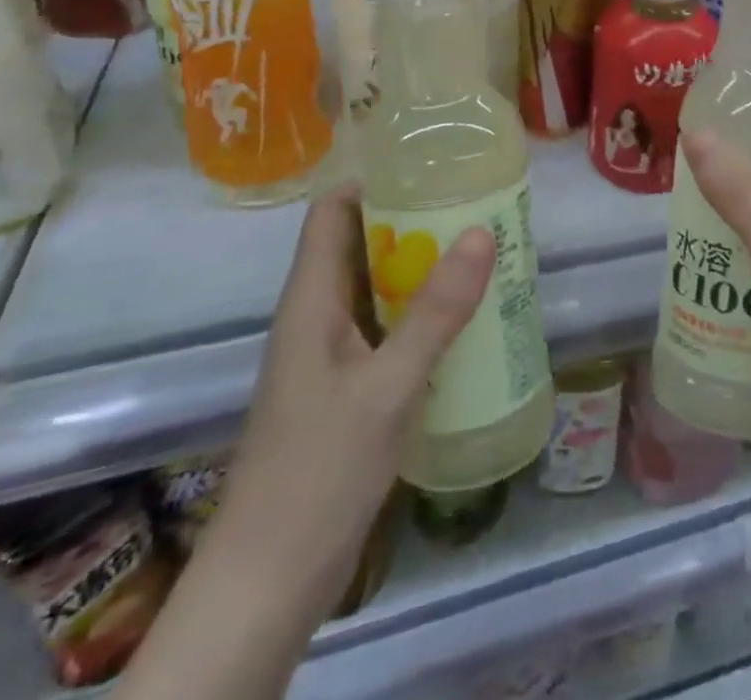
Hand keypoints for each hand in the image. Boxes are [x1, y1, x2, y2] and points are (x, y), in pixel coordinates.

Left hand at [231, 184, 496, 607]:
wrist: (268, 584)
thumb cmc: (317, 472)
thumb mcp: (386, 387)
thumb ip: (435, 312)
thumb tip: (482, 234)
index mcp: (311, 299)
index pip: (331, 211)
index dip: (373, 181)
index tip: (430, 168)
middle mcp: (316, 316)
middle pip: (360, 245)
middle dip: (414, 223)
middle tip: (476, 208)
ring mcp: (330, 356)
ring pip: (377, 290)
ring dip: (422, 270)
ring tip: (482, 253)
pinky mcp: (346, 391)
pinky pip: (386, 331)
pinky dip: (421, 316)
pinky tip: (465, 323)